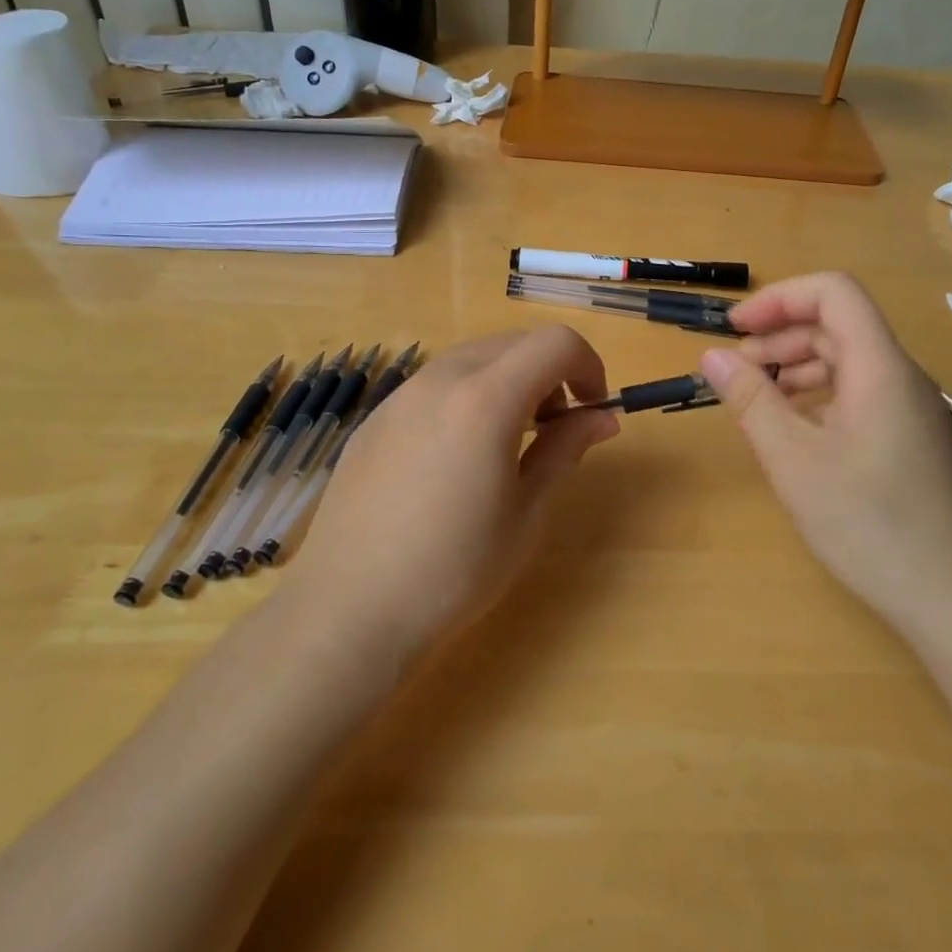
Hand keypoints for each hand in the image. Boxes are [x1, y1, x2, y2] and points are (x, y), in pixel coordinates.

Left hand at [279, 327, 619, 668]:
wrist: (350, 608)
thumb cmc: (455, 568)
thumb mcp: (526, 513)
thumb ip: (565, 450)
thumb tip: (601, 418)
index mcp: (486, 398)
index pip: (555, 343)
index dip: (588, 366)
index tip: (592, 410)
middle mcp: (441, 379)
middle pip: (514, 343)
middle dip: (550, 372)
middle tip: (556, 429)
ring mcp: (400, 396)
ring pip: (472, 358)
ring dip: (507, 381)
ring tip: (508, 442)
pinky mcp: (374, 419)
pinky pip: (434, 385)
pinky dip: (466, 396)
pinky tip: (456, 457)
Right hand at [698, 272, 951, 632]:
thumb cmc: (871, 524)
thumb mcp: (794, 461)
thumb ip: (751, 401)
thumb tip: (712, 355)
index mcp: (879, 367)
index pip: (834, 292)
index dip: (779, 298)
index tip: (735, 329)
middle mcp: (900, 376)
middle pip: (838, 325)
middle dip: (780, 335)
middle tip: (735, 371)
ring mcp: (911, 409)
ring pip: (848, 360)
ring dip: (797, 366)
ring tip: (757, 398)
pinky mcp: (911, 439)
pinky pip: (861, 393)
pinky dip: (819, 395)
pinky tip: (795, 430)